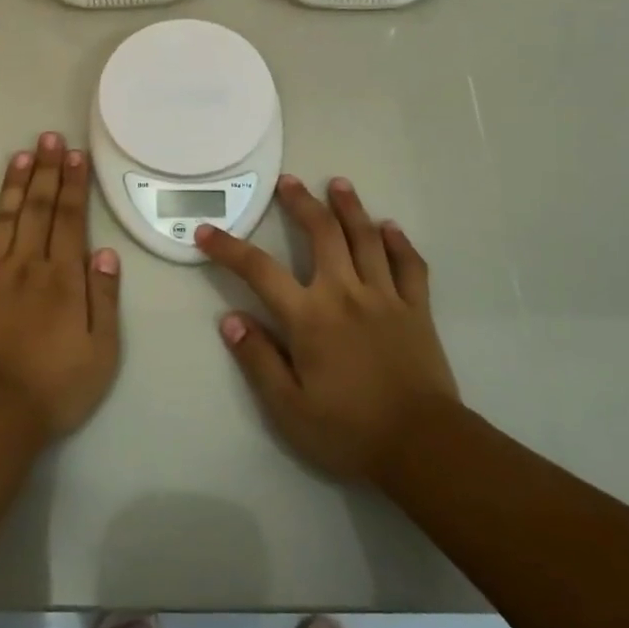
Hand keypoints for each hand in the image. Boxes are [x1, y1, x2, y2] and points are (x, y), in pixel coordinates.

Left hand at [0, 133, 121, 442]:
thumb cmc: (55, 387)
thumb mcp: (102, 350)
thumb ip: (104, 297)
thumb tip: (105, 251)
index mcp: (62, 278)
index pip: (70, 219)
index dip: (74, 183)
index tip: (75, 154)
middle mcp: (25, 265)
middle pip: (38, 209)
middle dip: (46, 170)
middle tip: (49, 136)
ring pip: (3, 218)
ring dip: (14, 184)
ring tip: (21, 154)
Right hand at [198, 175, 458, 482]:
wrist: (423, 446)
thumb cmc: (349, 431)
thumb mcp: (288, 408)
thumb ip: (258, 359)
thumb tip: (229, 319)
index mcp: (309, 317)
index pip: (259, 271)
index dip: (229, 248)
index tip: (205, 232)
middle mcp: (345, 293)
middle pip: (322, 234)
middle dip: (302, 203)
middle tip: (289, 181)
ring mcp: (385, 297)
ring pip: (366, 238)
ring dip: (350, 207)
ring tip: (339, 183)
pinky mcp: (416, 309)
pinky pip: (409, 265)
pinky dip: (399, 242)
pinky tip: (389, 227)